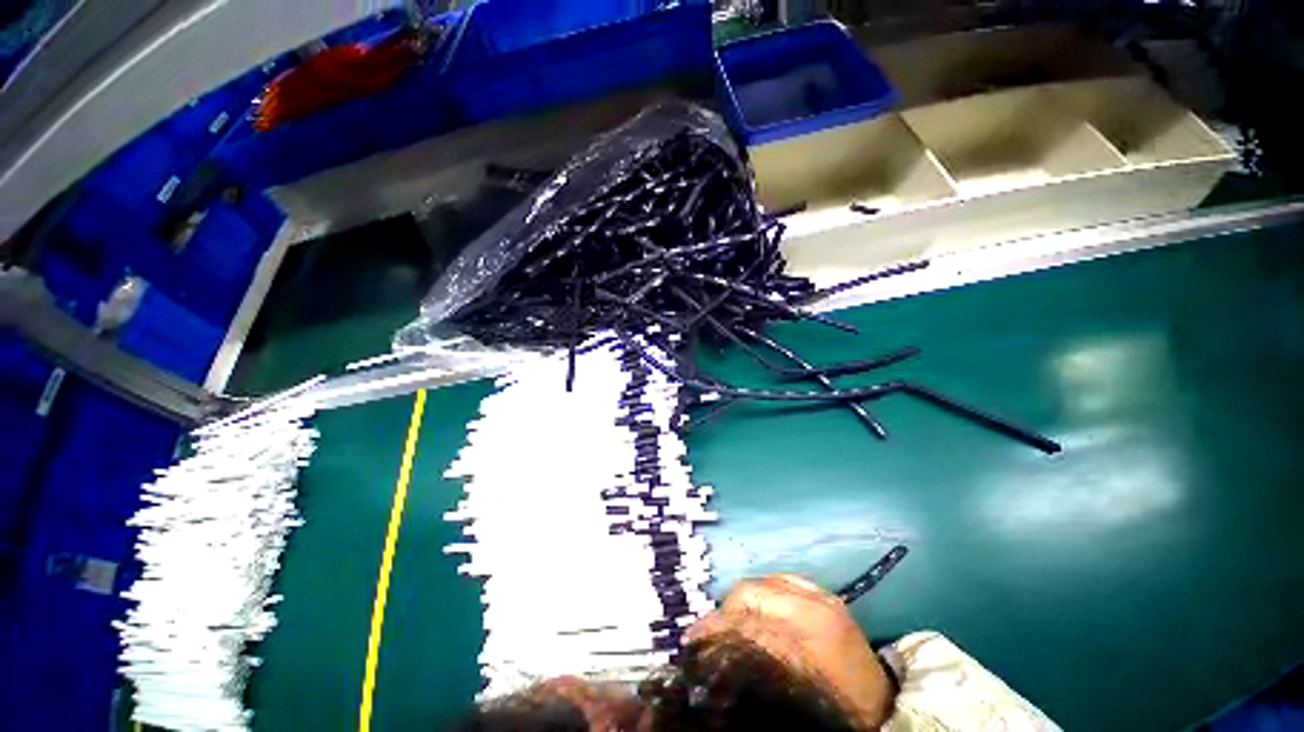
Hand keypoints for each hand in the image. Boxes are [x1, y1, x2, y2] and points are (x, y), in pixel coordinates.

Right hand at [687, 574, 892, 728]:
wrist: (886, 707)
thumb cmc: (838, 709)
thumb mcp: (792, 694)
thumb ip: (753, 665)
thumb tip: (717, 654)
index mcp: (804, 635)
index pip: (744, 619)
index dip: (714, 627)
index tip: (693, 639)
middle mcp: (812, 605)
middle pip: (750, 592)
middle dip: (723, 609)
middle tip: (708, 631)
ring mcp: (821, 595)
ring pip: (764, 580)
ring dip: (741, 598)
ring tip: (730, 619)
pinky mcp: (827, 594)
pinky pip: (784, 578)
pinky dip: (764, 589)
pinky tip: (758, 605)